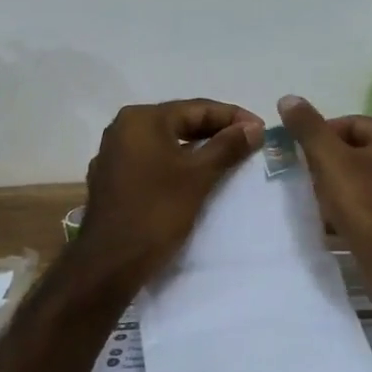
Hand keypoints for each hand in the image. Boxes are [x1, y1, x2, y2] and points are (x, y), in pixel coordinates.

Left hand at [79, 100, 264, 281]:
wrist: (110, 263)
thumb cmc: (157, 212)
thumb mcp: (199, 176)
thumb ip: (228, 146)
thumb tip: (254, 127)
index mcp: (142, 119)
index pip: (197, 108)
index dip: (233, 116)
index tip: (261, 129)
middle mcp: (123, 128)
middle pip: (180, 122)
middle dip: (216, 130)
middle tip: (249, 141)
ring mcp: (114, 154)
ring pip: (166, 142)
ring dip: (198, 147)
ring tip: (229, 156)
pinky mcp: (113, 179)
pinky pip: (153, 160)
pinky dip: (177, 163)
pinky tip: (196, 175)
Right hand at [276, 96, 371, 262]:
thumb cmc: (367, 206)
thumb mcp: (330, 161)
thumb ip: (308, 128)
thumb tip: (288, 98)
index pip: (350, 124)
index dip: (320, 137)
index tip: (299, 157)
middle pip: (356, 152)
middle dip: (327, 165)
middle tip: (304, 182)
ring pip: (362, 180)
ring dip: (336, 189)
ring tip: (315, 205)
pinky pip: (371, 205)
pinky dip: (350, 210)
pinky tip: (331, 225)